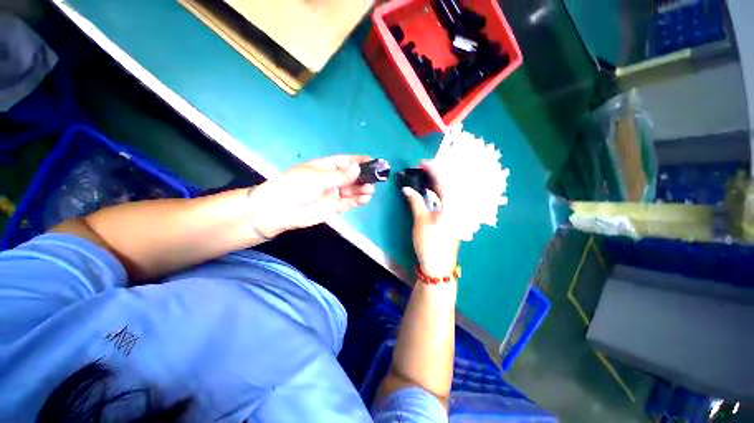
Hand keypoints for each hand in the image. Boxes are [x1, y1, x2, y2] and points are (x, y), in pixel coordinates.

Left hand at [247, 155, 374, 237]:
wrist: (280, 210)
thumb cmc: (296, 186)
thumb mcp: (318, 178)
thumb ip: (340, 175)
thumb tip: (358, 168)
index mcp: (326, 166)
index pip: (346, 161)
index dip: (359, 160)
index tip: (373, 161)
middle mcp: (332, 179)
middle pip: (352, 176)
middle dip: (364, 177)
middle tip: (375, 179)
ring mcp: (334, 194)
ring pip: (352, 190)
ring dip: (362, 190)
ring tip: (370, 190)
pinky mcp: (334, 207)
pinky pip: (349, 203)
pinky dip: (357, 201)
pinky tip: (364, 199)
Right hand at [402, 161, 459, 278]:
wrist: (438, 265)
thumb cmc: (430, 242)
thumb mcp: (421, 220)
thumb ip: (415, 201)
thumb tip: (407, 188)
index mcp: (452, 206)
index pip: (444, 182)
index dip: (433, 170)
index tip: (422, 163)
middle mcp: (457, 207)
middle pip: (449, 185)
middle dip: (437, 174)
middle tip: (423, 169)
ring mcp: (456, 214)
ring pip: (448, 193)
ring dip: (437, 183)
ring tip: (425, 177)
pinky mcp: (452, 219)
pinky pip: (447, 200)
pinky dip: (438, 193)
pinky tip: (431, 192)